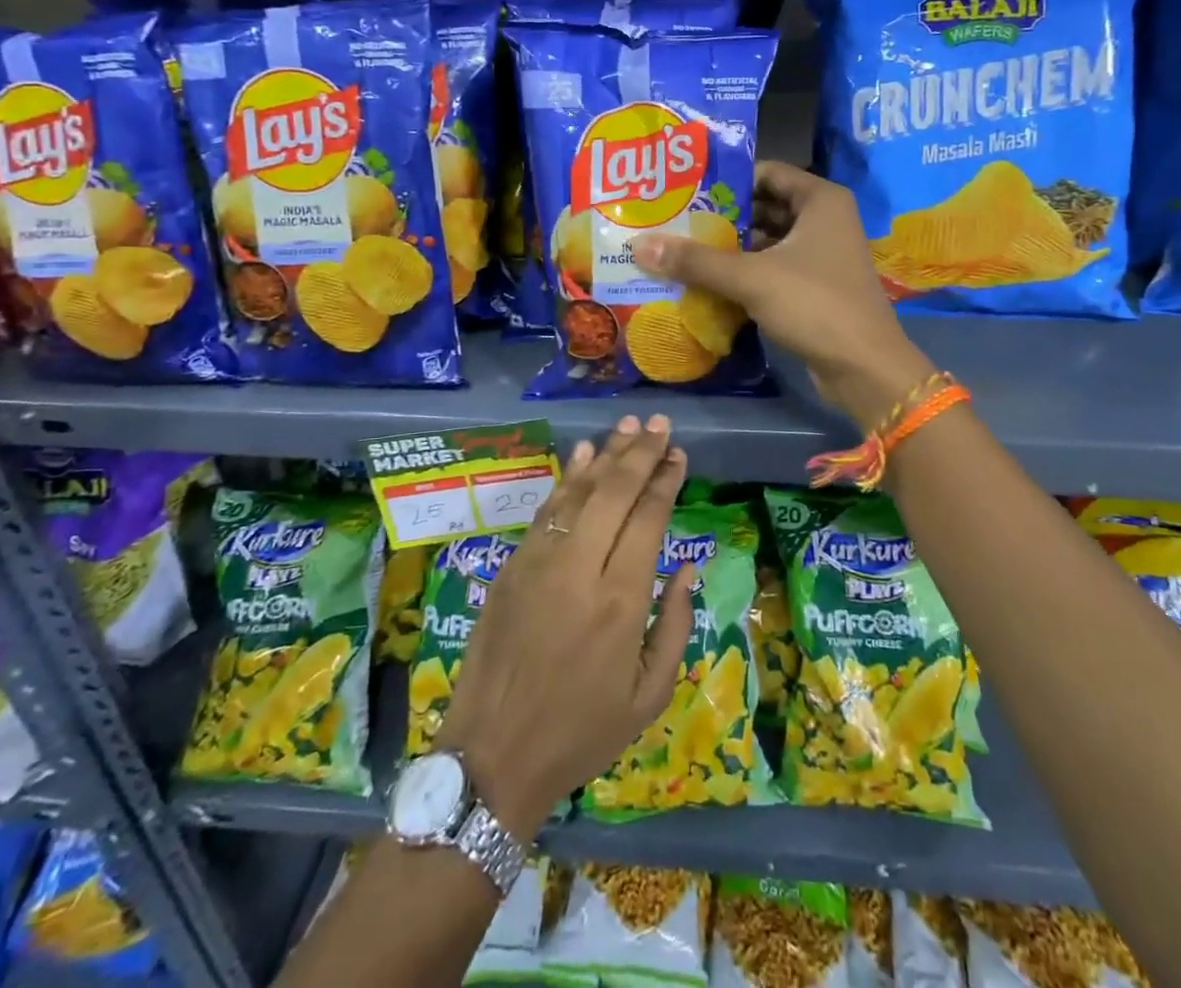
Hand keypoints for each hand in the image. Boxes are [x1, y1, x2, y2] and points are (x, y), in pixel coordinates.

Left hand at [436, 417, 694, 840]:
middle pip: (614, 492)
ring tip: (629, 425)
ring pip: (579, 492)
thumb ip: (676, 626)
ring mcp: (540, 562)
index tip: (679, 454)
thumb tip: (687, 569)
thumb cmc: (581, 732)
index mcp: (621, 601)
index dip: (665, 480)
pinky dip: (568, 478)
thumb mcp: (648, 696)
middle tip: (660, 424)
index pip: (648, 518)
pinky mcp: (512, 566)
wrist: (493, 756)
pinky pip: (547, 510)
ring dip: (606, 454)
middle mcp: (581, 569)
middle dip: (641, 452)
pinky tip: (583, 454)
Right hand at [634, 162, 931, 427]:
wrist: (864, 367)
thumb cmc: (814, 306)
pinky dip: (746, 272)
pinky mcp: (816, 286)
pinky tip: (709, 281)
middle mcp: (824, 220)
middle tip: (675, 221)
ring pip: (768, 240)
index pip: (766, 172)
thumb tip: (640, 245)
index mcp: (820, 200)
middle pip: (764, 206)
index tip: (685, 190)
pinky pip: (774, 268)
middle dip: (723, 217)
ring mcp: (822, 254)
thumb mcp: (751, 278)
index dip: (727, 179)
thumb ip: (696, 261)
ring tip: (683, 250)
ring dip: (731, 247)